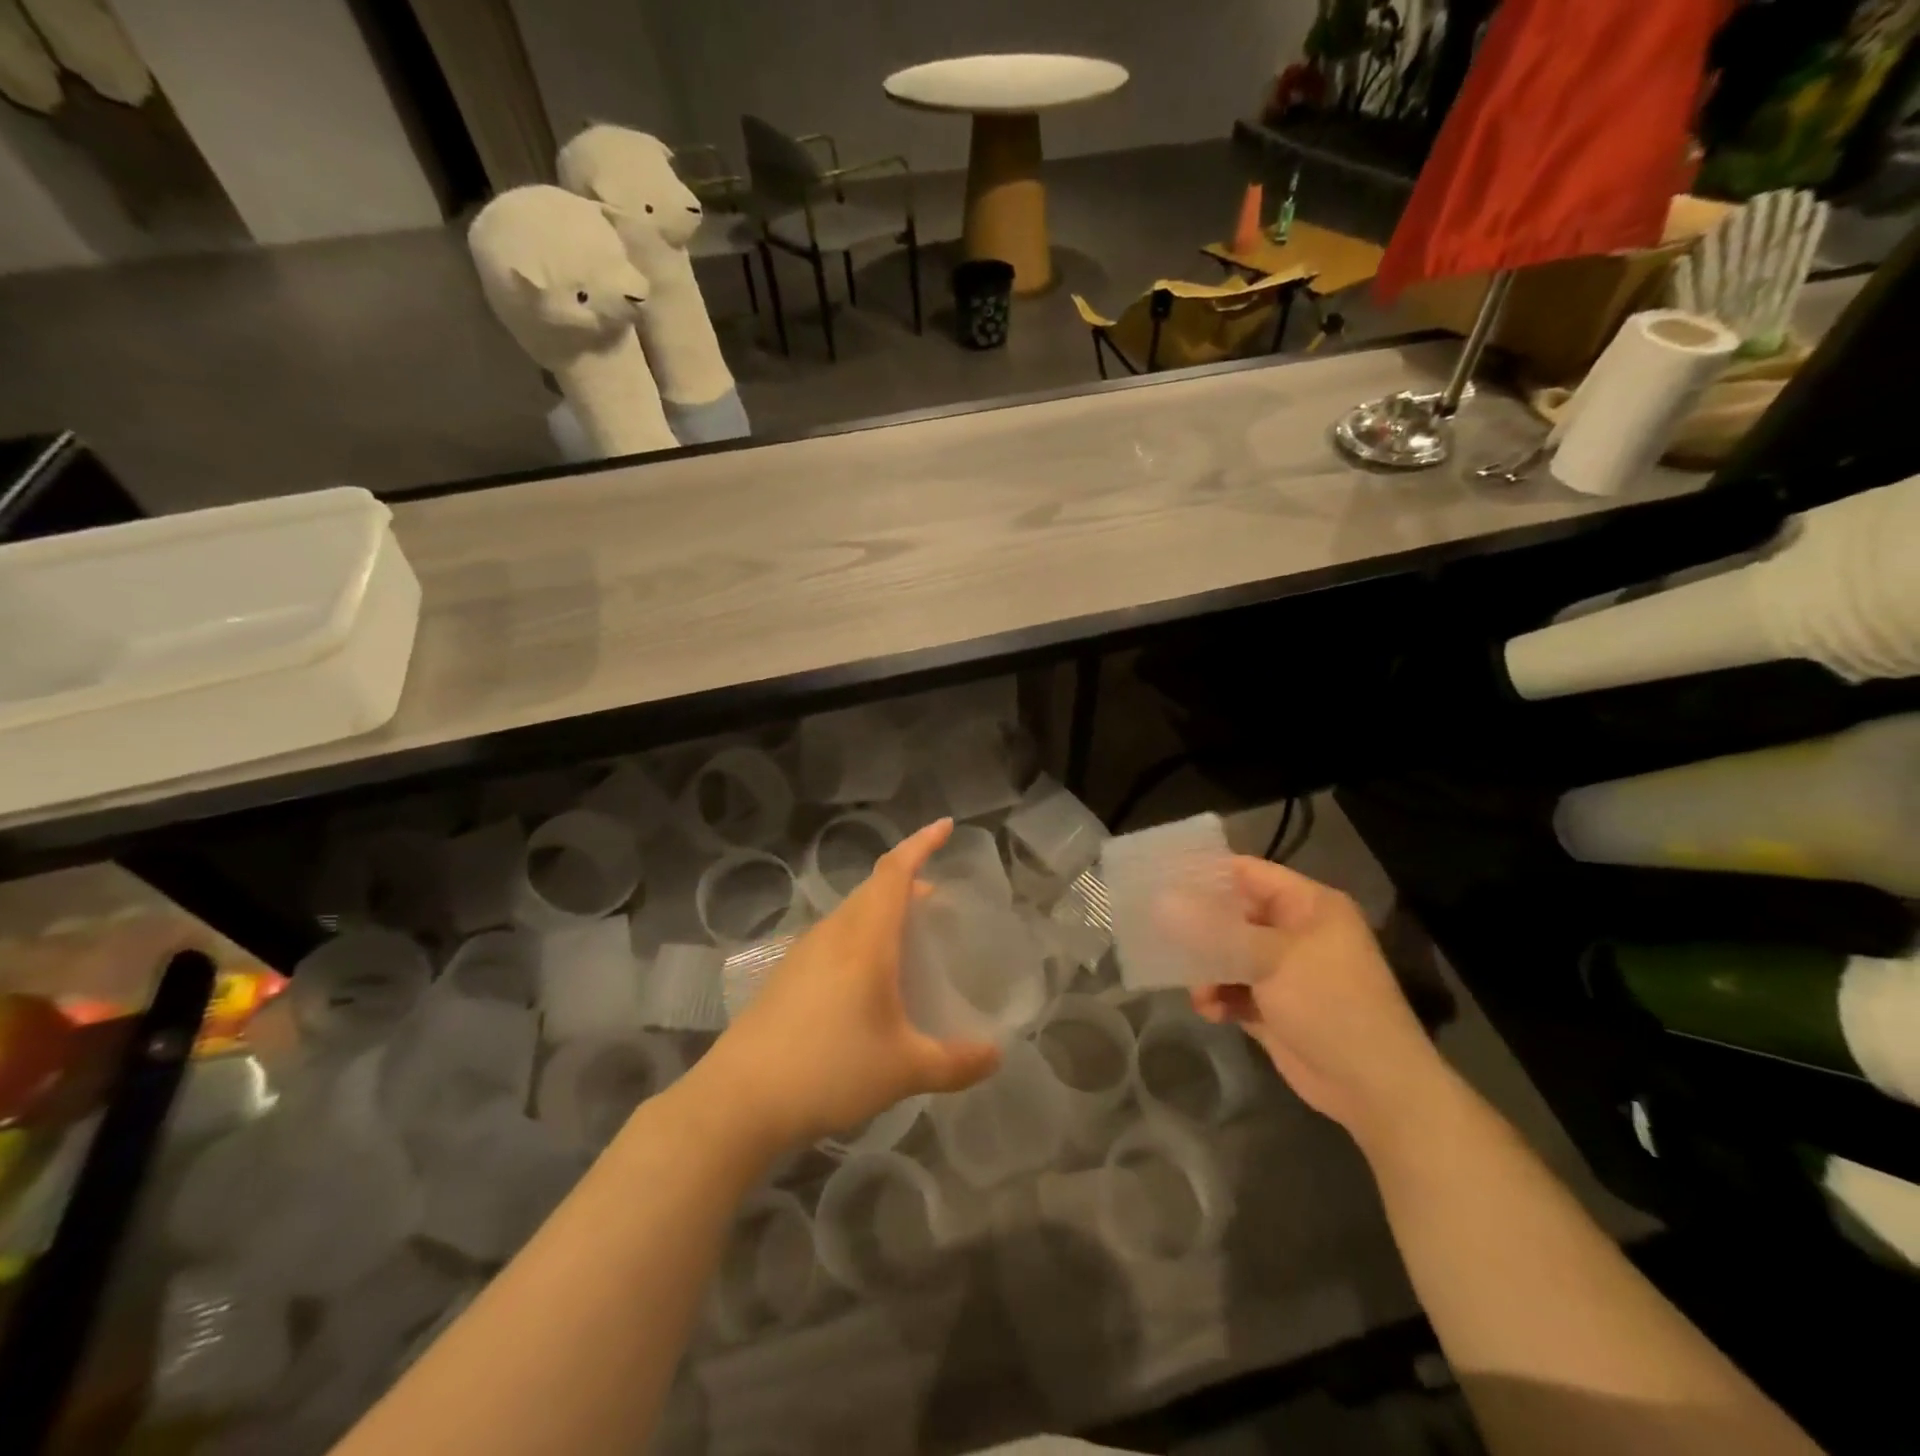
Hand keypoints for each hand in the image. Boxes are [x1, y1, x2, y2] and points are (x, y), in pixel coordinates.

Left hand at [702, 819, 1001, 1150]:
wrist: (739, 1100)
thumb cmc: (830, 1069)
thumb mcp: (904, 1070)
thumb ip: (955, 1063)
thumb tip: (996, 1057)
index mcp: (865, 938)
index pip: (896, 871)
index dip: (922, 844)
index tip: (946, 826)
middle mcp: (833, 933)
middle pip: (873, 889)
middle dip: (908, 882)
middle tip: (938, 900)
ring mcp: (803, 953)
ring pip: (851, 914)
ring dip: (882, 912)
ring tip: (907, 938)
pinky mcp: (785, 977)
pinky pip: (834, 939)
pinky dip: (860, 938)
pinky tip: (866, 980)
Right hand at [1191, 857, 1450, 1151]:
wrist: (1375, 1088)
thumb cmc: (1331, 1005)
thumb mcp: (1272, 959)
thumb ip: (1216, 931)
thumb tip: (1164, 904)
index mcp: (1308, 906)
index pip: (1249, 874)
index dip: (1207, 874)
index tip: (1162, 879)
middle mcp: (1295, 931)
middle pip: (1234, 915)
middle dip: (1199, 927)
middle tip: (1158, 930)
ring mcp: (1284, 971)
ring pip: (1228, 955)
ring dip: (1207, 970)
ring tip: (1197, 990)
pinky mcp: (1274, 1006)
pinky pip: (1234, 989)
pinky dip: (1219, 997)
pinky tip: (1209, 1011)